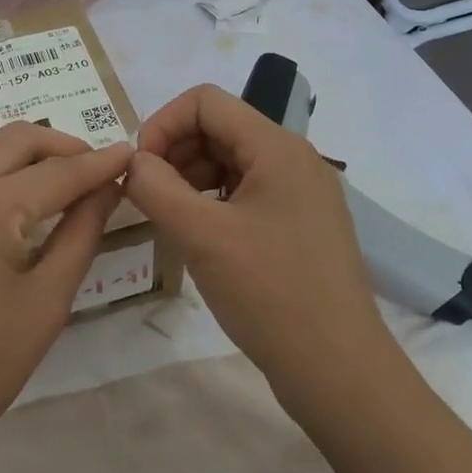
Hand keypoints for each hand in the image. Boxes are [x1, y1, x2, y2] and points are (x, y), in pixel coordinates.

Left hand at [0, 124, 131, 466]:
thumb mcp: (47, 302)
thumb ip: (81, 233)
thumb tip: (107, 187)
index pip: (57, 172)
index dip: (98, 163)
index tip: (130, 153)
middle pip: (15, 140)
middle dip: (61, 147)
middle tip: (93, 169)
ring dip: (17, 149)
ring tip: (49, 176)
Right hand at [125, 84, 402, 406]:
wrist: (339, 371)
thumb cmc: (270, 293)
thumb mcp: (201, 235)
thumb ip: (156, 187)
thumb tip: (133, 162)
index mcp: (277, 147)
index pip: (205, 101)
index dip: (162, 123)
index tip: (138, 168)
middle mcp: (294, 160)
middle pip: (218, 128)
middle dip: (174, 152)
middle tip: (147, 197)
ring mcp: (301, 194)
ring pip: (230, 162)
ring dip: (190, 178)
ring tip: (168, 218)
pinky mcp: (299, 226)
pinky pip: (245, 193)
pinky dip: (212, 203)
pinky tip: (197, 235)